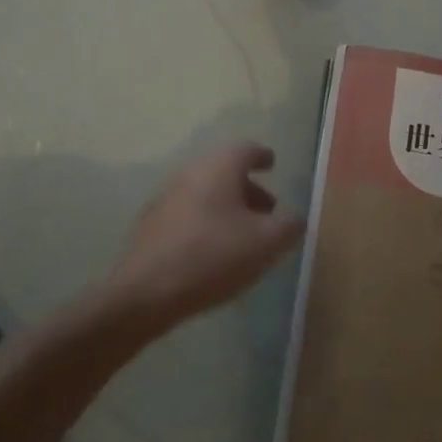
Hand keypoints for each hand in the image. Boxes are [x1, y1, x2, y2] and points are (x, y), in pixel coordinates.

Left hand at [109, 142, 304, 329]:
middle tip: (267, 211)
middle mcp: (191, 172)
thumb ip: (289, 226)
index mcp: (219, 167)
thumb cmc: (213, 255)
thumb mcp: (266, 243)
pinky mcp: (151, 224)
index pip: (246, 149)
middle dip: (248, 188)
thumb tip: (295, 218)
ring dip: (227, 207)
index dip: (263, 157)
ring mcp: (166, 197)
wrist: (146, 292)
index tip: (272, 164)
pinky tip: (214, 251)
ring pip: (205, 192)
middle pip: (225, 171)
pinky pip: (188, 213)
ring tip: (243, 235)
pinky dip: (206, 222)